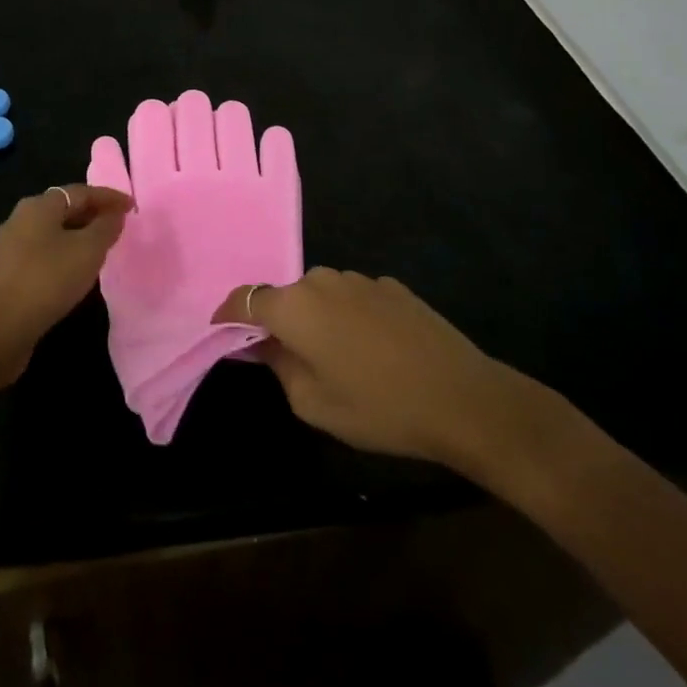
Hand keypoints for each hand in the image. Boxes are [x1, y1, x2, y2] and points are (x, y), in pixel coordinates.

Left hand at [0, 185, 131, 380]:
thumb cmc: (46, 280)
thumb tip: (114, 215)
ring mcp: (8, 248)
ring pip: (51, 234)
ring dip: (77, 237)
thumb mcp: (87, 251)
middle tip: (117, 227)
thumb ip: (105, 228)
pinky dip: (62, 256)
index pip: (80, 192)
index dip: (109, 197)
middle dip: (92, 215)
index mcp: (38, 206)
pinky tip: (73, 274)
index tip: (132, 207)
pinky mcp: (4, 275)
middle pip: (63, 209)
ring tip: (100, 250)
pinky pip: (41, 255)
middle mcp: (19, 219)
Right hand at [214, 268, 573, 486]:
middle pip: (285, 296)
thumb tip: (263, 345)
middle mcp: (321, 280)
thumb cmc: (379, 407)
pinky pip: (354, 298)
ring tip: (339, 358)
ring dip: (318, 319)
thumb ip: (278, 366)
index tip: (222, 333)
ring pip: (321, 295)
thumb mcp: (313, 404)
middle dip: (280, 323)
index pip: (244, 300)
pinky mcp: (391, 286)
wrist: (463, 398)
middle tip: (291, 360)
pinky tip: (375, 350)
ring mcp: (360, 279)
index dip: (228, 316)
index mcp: (294, 306)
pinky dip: (350, 317)